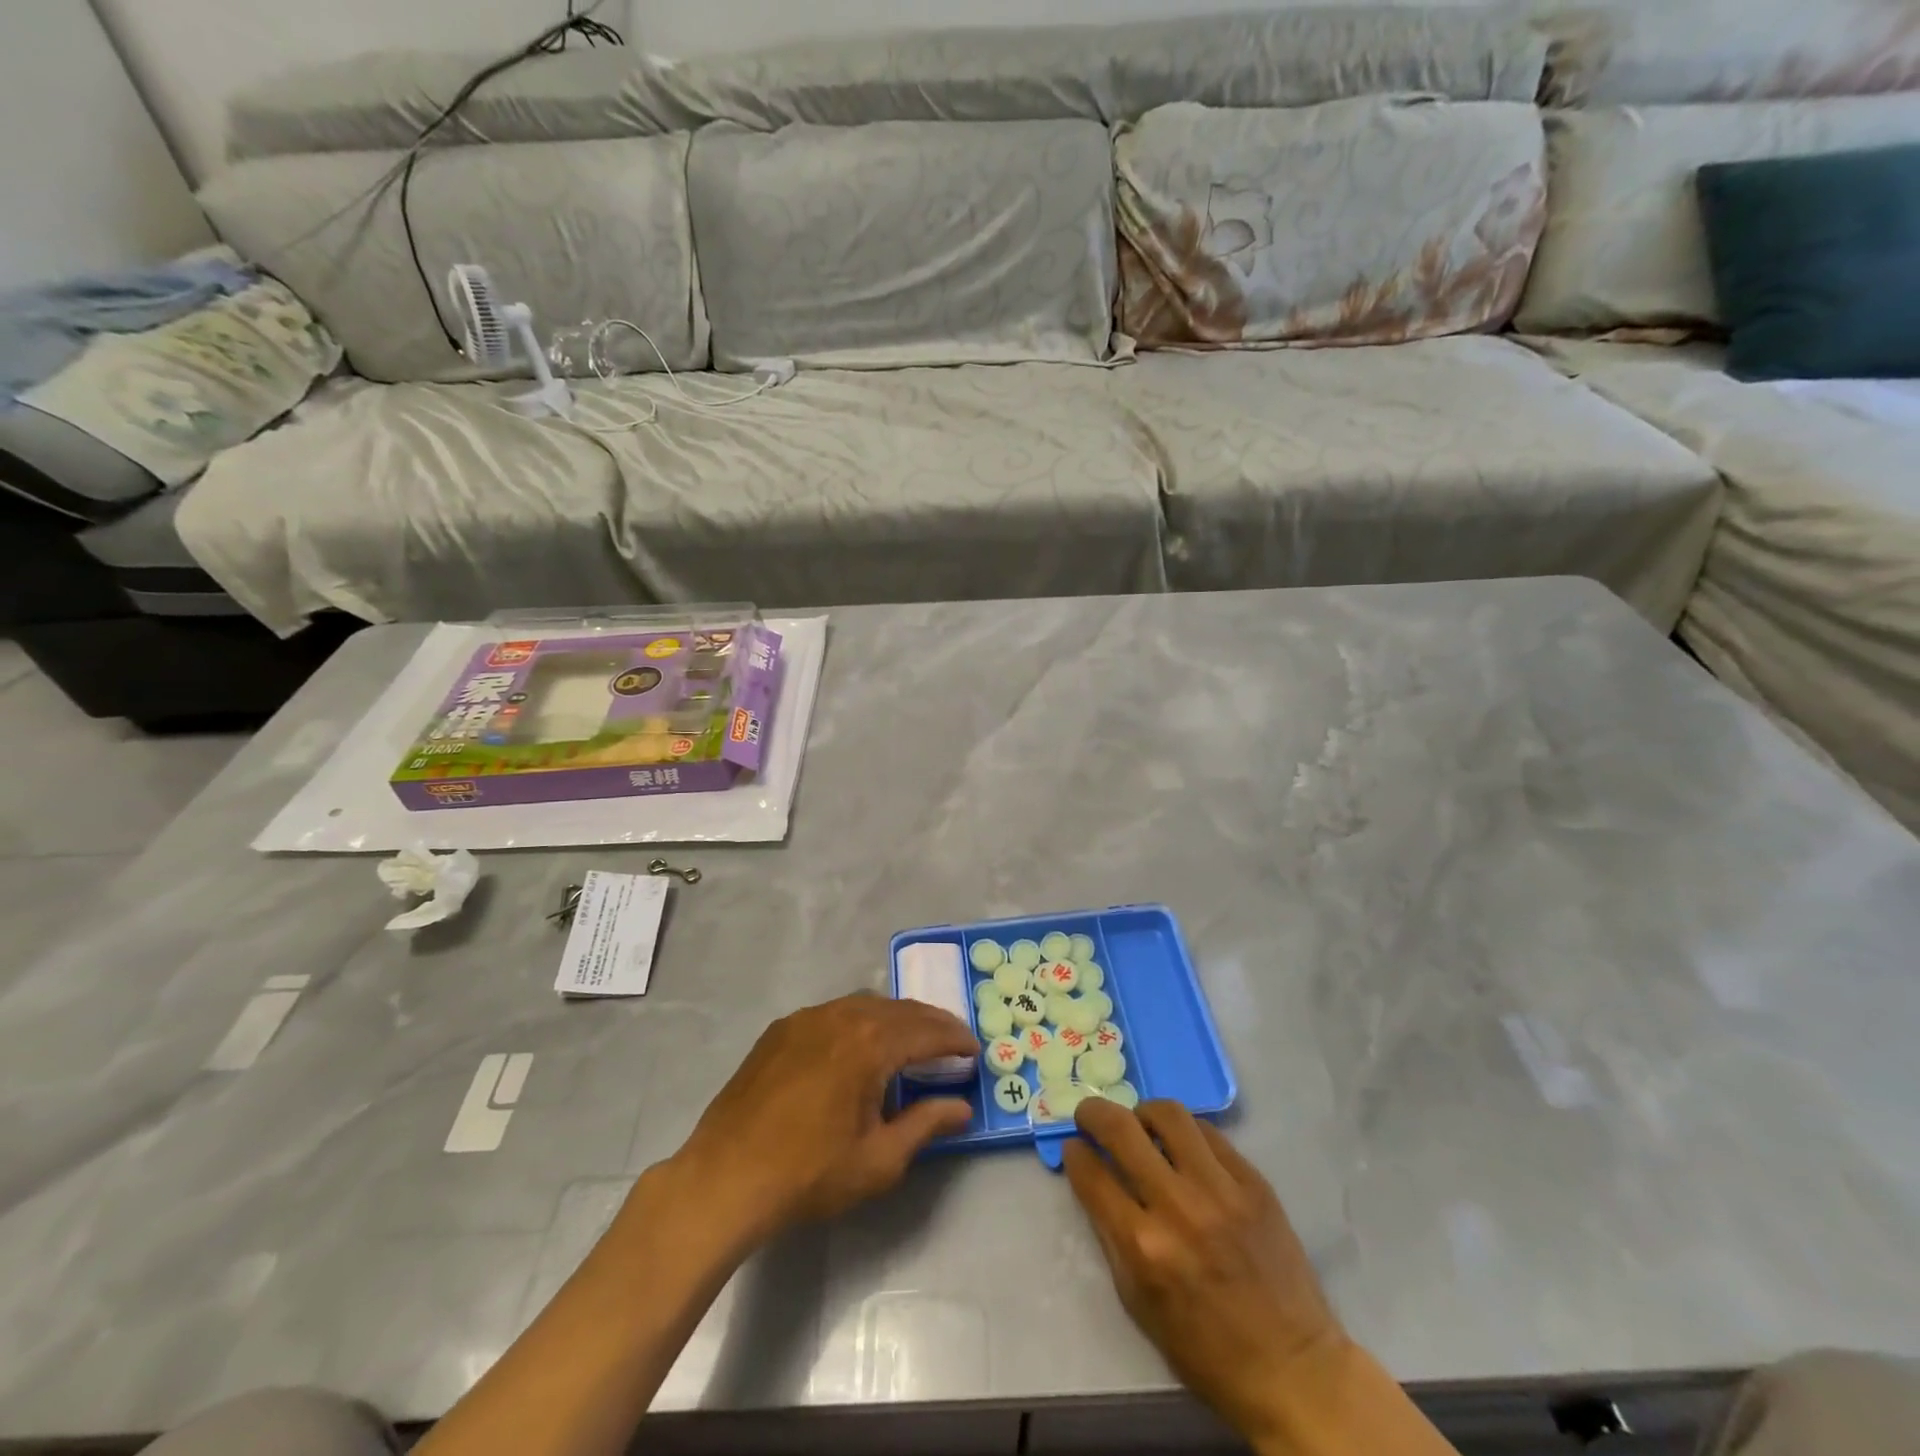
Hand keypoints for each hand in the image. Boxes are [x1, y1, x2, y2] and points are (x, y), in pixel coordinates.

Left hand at [668, 994, 976, 1242]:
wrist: (725, 1178)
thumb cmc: (809, 1174)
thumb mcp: (879, 1160)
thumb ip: (925, 1126)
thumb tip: (961, 1108)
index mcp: (870, 1043)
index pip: (927, 1031)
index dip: (956, 1039)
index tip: (975, 1050)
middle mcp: (842, 1016)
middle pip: (899, 1010)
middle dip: (931, 1023)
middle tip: (952, 1041)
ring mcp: (807, 1018)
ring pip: (865, 1005)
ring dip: (895, 1018)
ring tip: (912, 1040)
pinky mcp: (781, 1029)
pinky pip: (834, 1013)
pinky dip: (860, 1021)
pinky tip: (860, 1045)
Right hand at [1064, 1099, 1344, 1446]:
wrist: (1292, 1368)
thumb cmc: (1205, 1349)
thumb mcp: (1139, 1303)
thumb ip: (1110, 1235)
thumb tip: (1092, 1177)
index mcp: (1143, 1247)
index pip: (1091, 1174)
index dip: (1075, 1153)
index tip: (1073, 1147)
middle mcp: (1177, 1207)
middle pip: (1121, 1129)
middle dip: (1094, 1113)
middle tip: (1089, 1115)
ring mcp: (1220, 1189)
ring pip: (1168, 1114)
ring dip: (1143, 1112)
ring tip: (1140, 1124)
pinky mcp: (1253, 1182)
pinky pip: (1209, 1133)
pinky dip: (1186, 1132)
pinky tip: (1183, 1145)